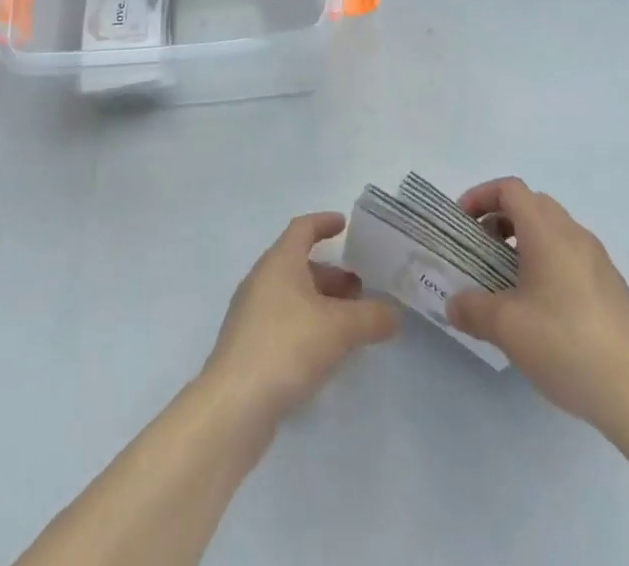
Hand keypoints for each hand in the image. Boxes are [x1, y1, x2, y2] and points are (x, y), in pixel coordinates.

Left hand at [201, 212, 399, 428]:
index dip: (324, 223)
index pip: (302, 228)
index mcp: (279, 262)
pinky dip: (308, 325)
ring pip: (293, 296)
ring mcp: (252, 314)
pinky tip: (326, 351)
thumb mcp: (339, 329)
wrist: (234, 405)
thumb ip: (371, 317)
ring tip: (351, 323)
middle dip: (331, 274)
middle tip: (361, 288)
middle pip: (299, 265)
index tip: (345, 225)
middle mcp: (262, 280)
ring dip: (321, 302)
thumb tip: (394, 314)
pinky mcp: (249, 346)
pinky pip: (284, 322)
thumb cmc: (287, 346)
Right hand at [446, 178, 628, 453]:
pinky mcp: (614, 286)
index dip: (482, 196)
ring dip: (526, 240)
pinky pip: (573, 255)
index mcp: (548, 232)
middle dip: (502, 217)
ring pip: (555, 229)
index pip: (510, 189)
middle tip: (483, 248)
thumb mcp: (506, 328)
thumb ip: (472, 309)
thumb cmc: (564, 345)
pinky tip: (544, 306)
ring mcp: (599, 260)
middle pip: (533, 204)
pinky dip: (550, 261)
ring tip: (509, 279)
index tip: (464, 222)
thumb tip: (454, 304)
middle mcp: (575, 235)